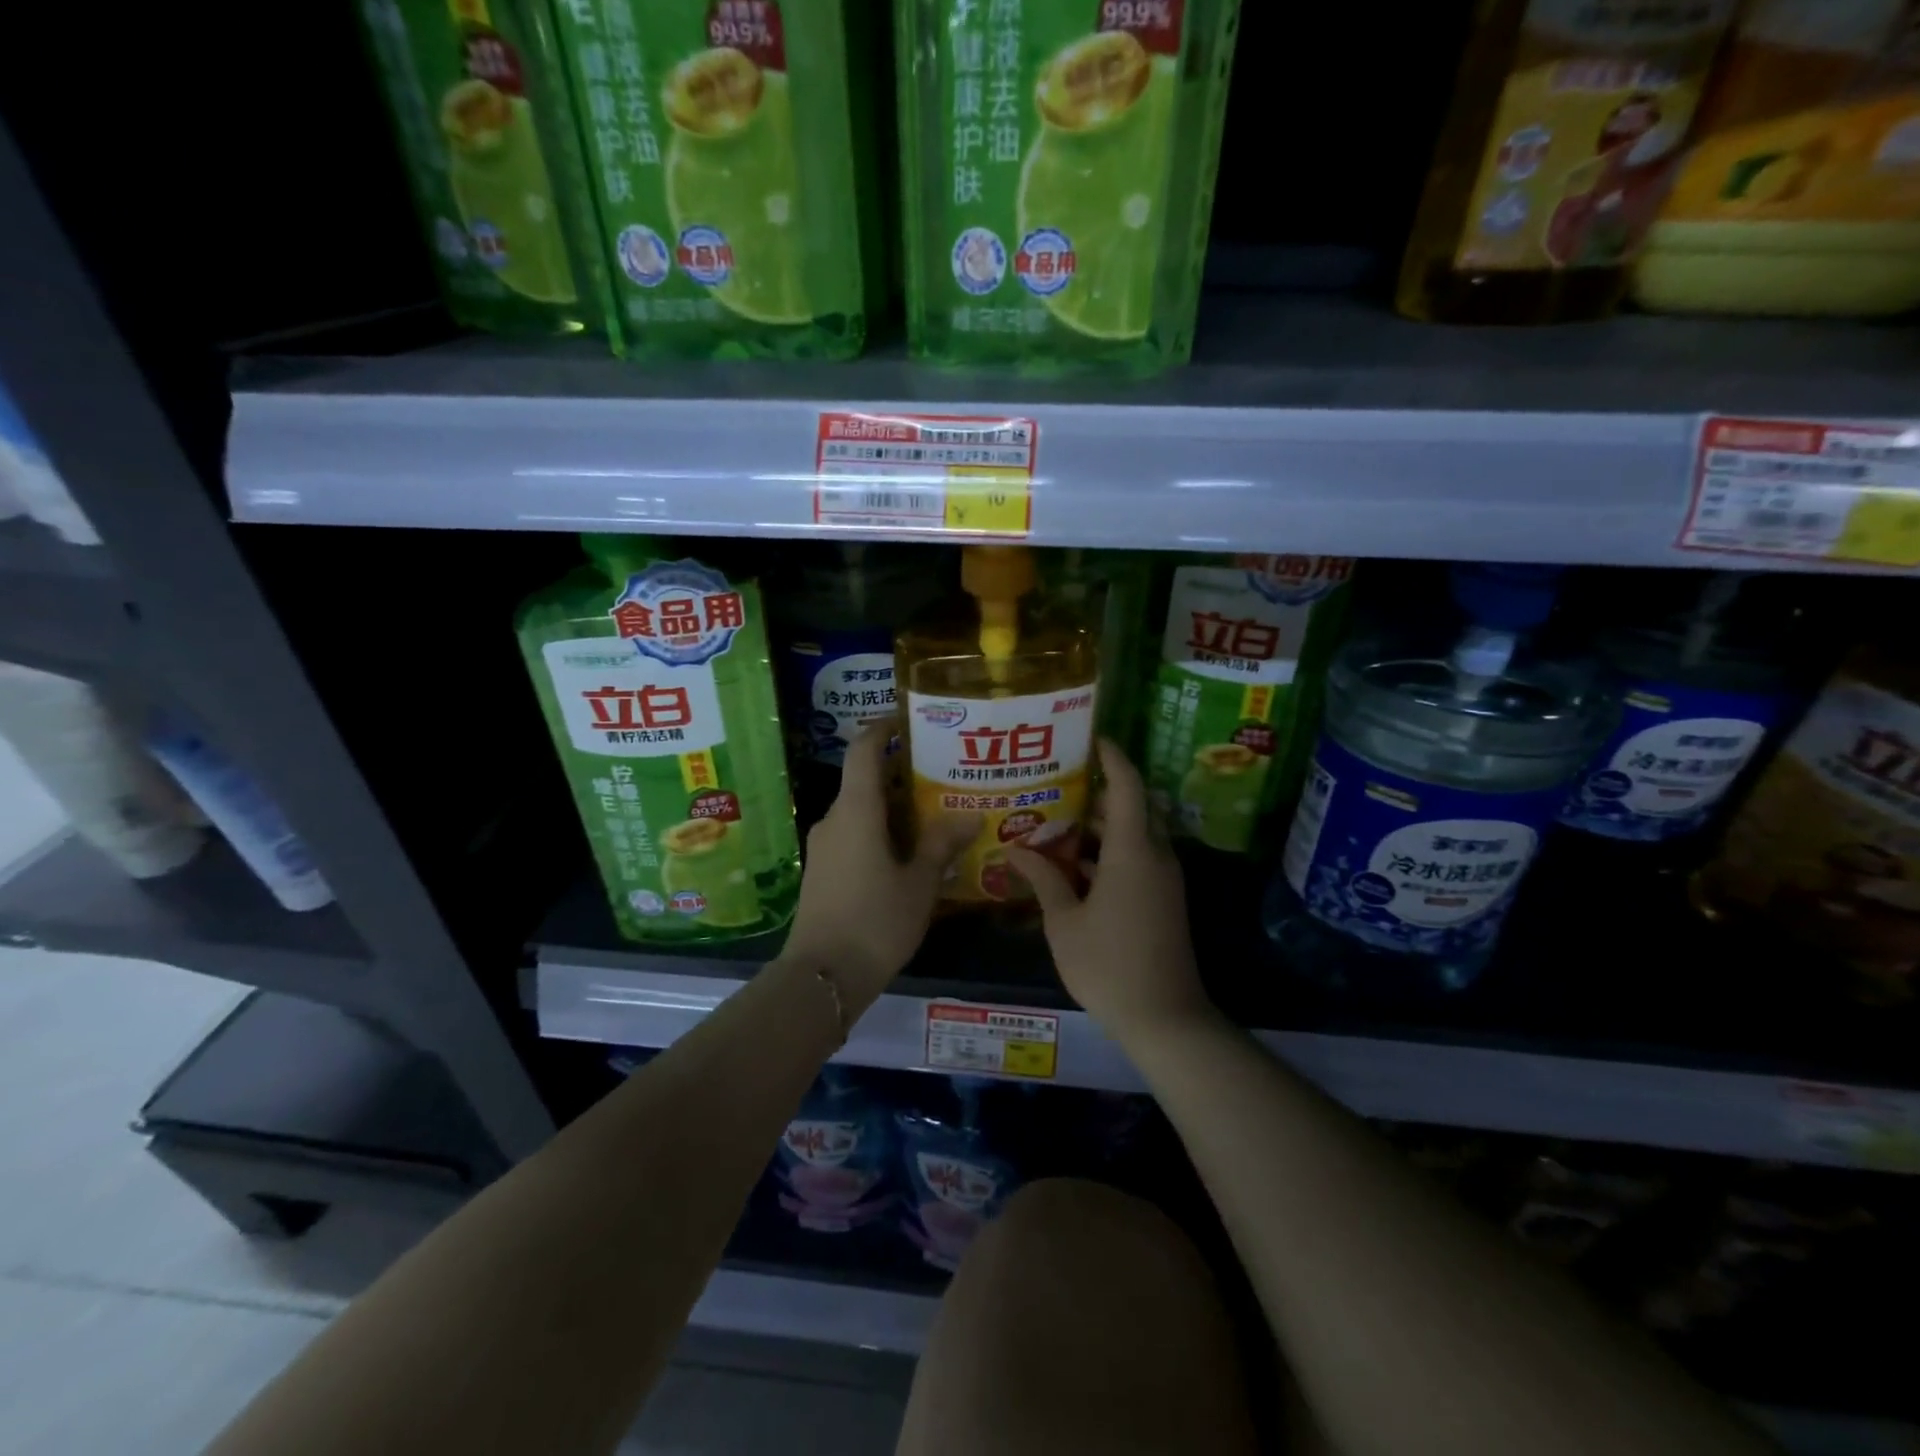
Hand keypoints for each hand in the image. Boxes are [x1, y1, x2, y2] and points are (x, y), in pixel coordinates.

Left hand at [779, 723, 979, 1013]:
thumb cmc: (875, 921)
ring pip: (860, 810)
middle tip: (941, 773)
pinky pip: (853, 834)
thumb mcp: (919, 883)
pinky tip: (909, 850)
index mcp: (856, 811)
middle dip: (900, 772)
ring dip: (892, 806)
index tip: (908, 719)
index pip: (863, 750)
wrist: (823, 977)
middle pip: (864, 779)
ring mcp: (824, 846)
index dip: (882, 727)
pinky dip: (880, 830)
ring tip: (933, 812)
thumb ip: (941, 845)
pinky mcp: (823, 870)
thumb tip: (970, 815)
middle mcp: (834, 819)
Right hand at [1007, 740, 1214, 1046]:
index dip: (1113, 758)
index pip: (1127, 787)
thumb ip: (1044, 879)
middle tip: (1061, 783)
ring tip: (1059, 821)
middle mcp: (1156, 856)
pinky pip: (1139, 860)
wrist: (1165, 1018)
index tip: (1092, 737)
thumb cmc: (1108, 965)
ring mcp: (1164, 880)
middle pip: (1133, 808)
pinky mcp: (1164, 901)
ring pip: (1136, 836)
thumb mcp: (1065, 922)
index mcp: (1134, 852)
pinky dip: (1111, 854)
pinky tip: (1075, 867)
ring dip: (1104, 827)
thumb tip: (1016, 849)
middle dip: (1101, 793)